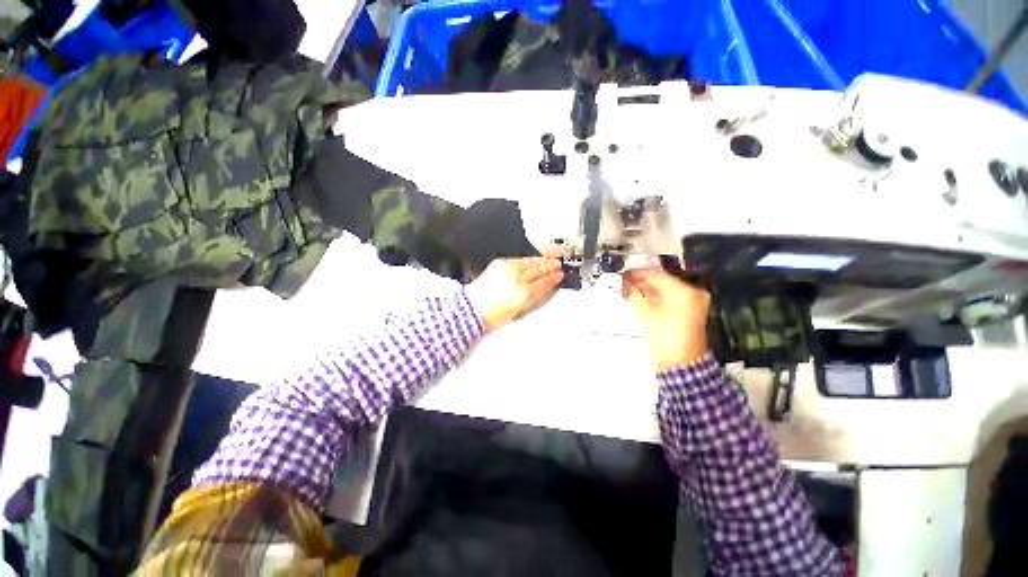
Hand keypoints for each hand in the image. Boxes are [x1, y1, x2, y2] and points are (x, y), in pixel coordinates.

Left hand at [466, 256, 563, 332]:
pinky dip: (527, 259)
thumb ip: (532, 298)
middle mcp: (518, 279)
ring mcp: (509, 269)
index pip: (544, 283)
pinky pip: (518, 259)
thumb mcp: (519, 311)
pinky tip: (532, 259)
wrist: (473, 308)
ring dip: (541, 260)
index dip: (553, 279)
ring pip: (530, 262)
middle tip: (558, 264)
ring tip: (549, 259)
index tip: (559, 275)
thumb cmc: (493, 315)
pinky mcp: (500, 263)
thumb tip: (542, 289)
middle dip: (550, 266)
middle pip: (539, 270)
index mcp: (524, 293)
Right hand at [622, 269, 710, 371]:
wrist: (681, 366)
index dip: (638, 273)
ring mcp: (693, 304)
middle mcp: (692, 294)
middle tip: (624, 281)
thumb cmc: (664, 339)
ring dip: (647, 289)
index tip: (624, 272)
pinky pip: (669, 299)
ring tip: (629, 289)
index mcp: (684, 292)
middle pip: (662, 281)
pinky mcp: (689, 313)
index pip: (657, 275)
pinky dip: (655, 298)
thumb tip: (624, 283)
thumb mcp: (645, 314)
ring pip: (665, 290)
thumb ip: (633, 295)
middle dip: (642, 281)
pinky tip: (640, 298)